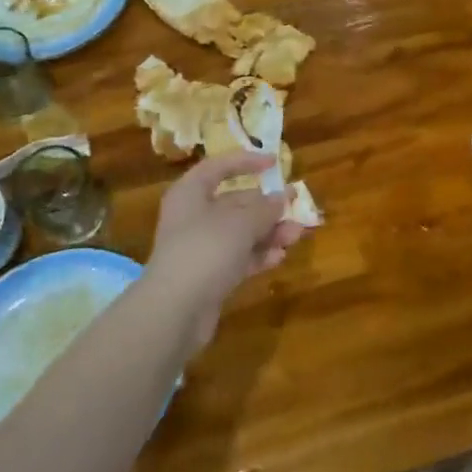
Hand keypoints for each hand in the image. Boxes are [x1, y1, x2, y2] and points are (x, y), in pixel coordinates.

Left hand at [147, 151, 304, 321]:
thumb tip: (282, 198)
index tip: (274, 162)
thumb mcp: (241, 222)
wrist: (174, 311)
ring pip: (240, 233)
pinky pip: (238, 258)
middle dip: (267, 206)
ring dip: (269, 232)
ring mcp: (200, 248)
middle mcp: (193, 217)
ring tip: (296, 235)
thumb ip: (265, 208)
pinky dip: (258, 256)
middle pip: (234, 203)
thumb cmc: (205, 249)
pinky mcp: (208, 276)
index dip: (246, 161)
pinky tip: (280, 257)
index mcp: (191, 193)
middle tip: (296, 207)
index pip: (219, 167)